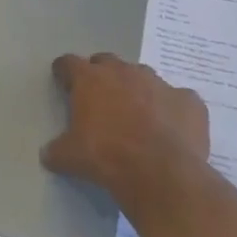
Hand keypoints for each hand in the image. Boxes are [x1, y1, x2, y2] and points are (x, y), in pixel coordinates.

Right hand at [42, 54, 210, 196]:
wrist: (161, 173)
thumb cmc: (106, 156)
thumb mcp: (69, 156)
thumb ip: (56, 149)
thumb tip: (47, 154)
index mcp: (90, 79)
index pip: (69, 63)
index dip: (65, 72)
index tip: (64, 83)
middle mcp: (123, 72)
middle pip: (106, 62)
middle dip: (102, 76)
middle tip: (101, 100)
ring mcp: (159, 83)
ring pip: (143, 76)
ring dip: (137, 89)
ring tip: (137, 114)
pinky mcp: (189, 100)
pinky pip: (178, 98)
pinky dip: (172, 108)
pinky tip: (171, 127)